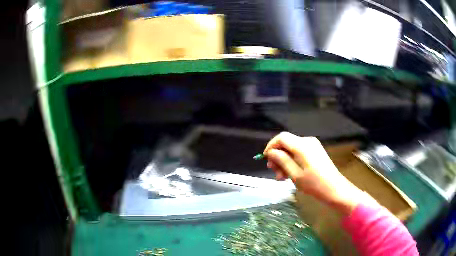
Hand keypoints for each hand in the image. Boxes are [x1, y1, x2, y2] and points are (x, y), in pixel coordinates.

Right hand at [264, 132, 363, 214]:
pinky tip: (290, 174)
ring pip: (292, 149)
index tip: (265, 159)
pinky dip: (292, 161)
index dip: (271, 146)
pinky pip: (300, 153)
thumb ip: (282, 160)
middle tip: (274, 173)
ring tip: (281, 178)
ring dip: (284, 161)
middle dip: (278, 157)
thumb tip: (271, 152)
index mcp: (302, 145)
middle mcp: (307, 141)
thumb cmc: (314, 184)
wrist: (335, 189)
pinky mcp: (316, 152)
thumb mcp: (294, 174)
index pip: (281, 137)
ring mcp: (313, 146)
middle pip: (287, 144)